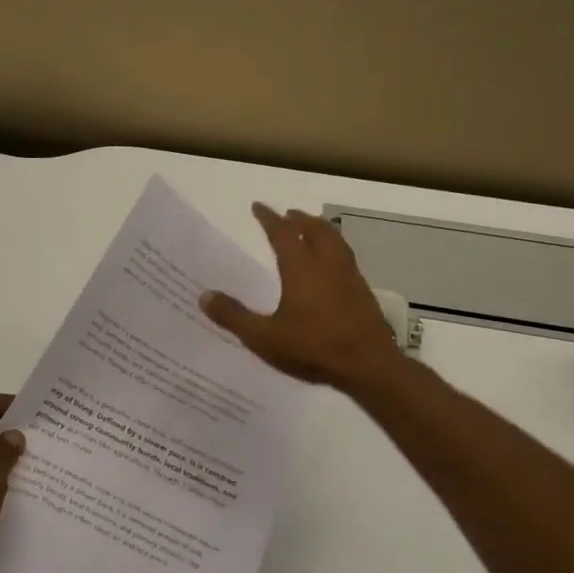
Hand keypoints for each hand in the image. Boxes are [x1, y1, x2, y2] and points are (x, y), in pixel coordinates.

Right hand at [200, 204, 400, 390]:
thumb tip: (204, 296)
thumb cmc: (313, 348)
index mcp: (301, 268)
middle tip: (288, 215)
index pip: (283, 233)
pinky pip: (346, 258)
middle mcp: (327, 264)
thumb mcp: (264, 338)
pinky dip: (335, 249)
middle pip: (316, 230)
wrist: (368, 366)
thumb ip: (234, 316)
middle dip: (300, 219)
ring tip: (311, 231)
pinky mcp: (363, 292)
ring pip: (336, 241)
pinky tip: (331, 266)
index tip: (258, 207)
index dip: (269, 218)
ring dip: (321, 230)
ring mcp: (350, 277)